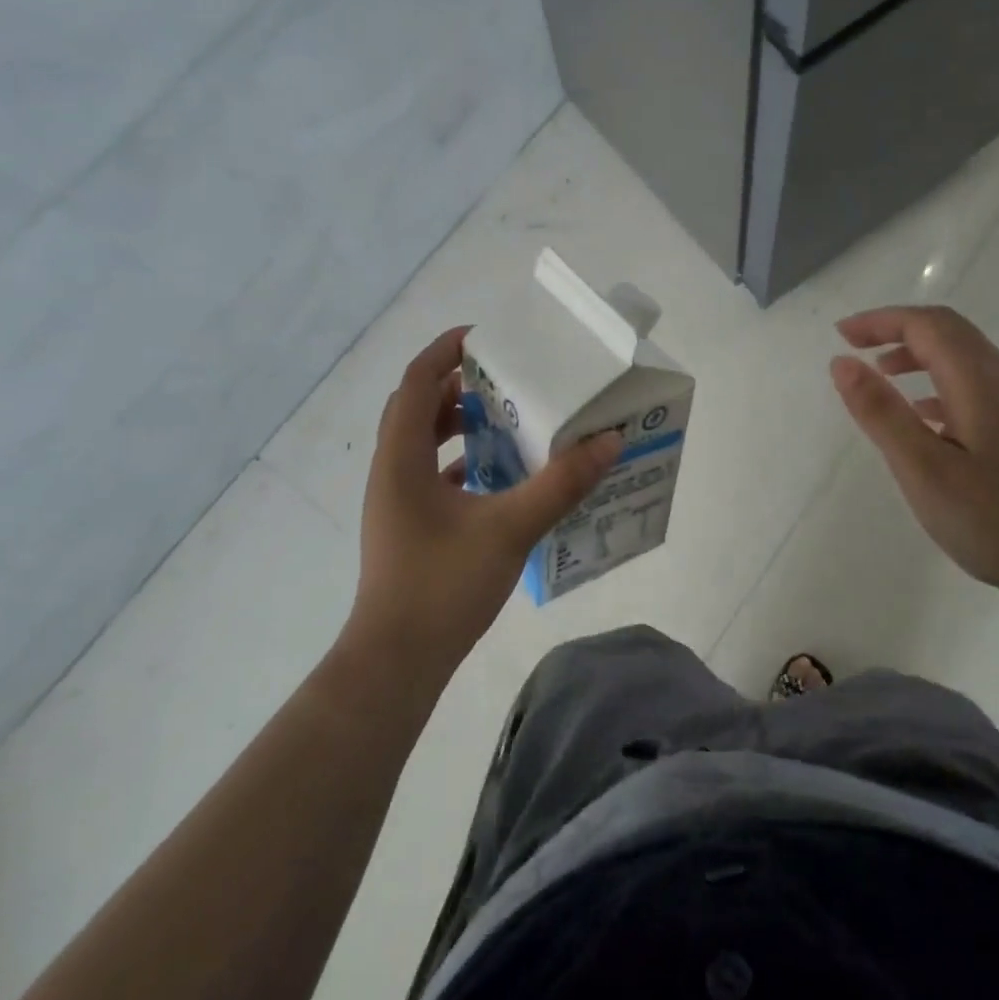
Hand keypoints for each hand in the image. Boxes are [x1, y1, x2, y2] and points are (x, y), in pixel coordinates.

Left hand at [351, 328, 621, 673]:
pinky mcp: (406, 527)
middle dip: (457, 387)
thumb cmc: (442, 585)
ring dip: (458, 425)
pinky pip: (429, 476)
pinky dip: (459, 463)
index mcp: (401, 458)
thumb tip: (608, 440)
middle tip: (505, 381)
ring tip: (506, 422)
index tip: (484, 338)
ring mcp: (394, 502)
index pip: (417, 381)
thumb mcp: (510, 528)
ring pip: (422, 443)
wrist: (396, 662)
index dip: (445, 351)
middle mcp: (390, 471)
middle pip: (417, 407)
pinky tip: (497, 477)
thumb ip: (561, 483)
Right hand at [830, 305, 998, 619]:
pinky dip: (941, 385)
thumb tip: (843, 362)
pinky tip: (927, 421)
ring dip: (920, 356)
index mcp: (980, 382)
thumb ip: (882, 413)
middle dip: (898, 330)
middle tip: (855, 349)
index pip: (927, 325)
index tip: (841, 336)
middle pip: (950, 332)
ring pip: (967, 359)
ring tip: (883, 379)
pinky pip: (979, 387)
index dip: (880, 321)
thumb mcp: (925, 470)